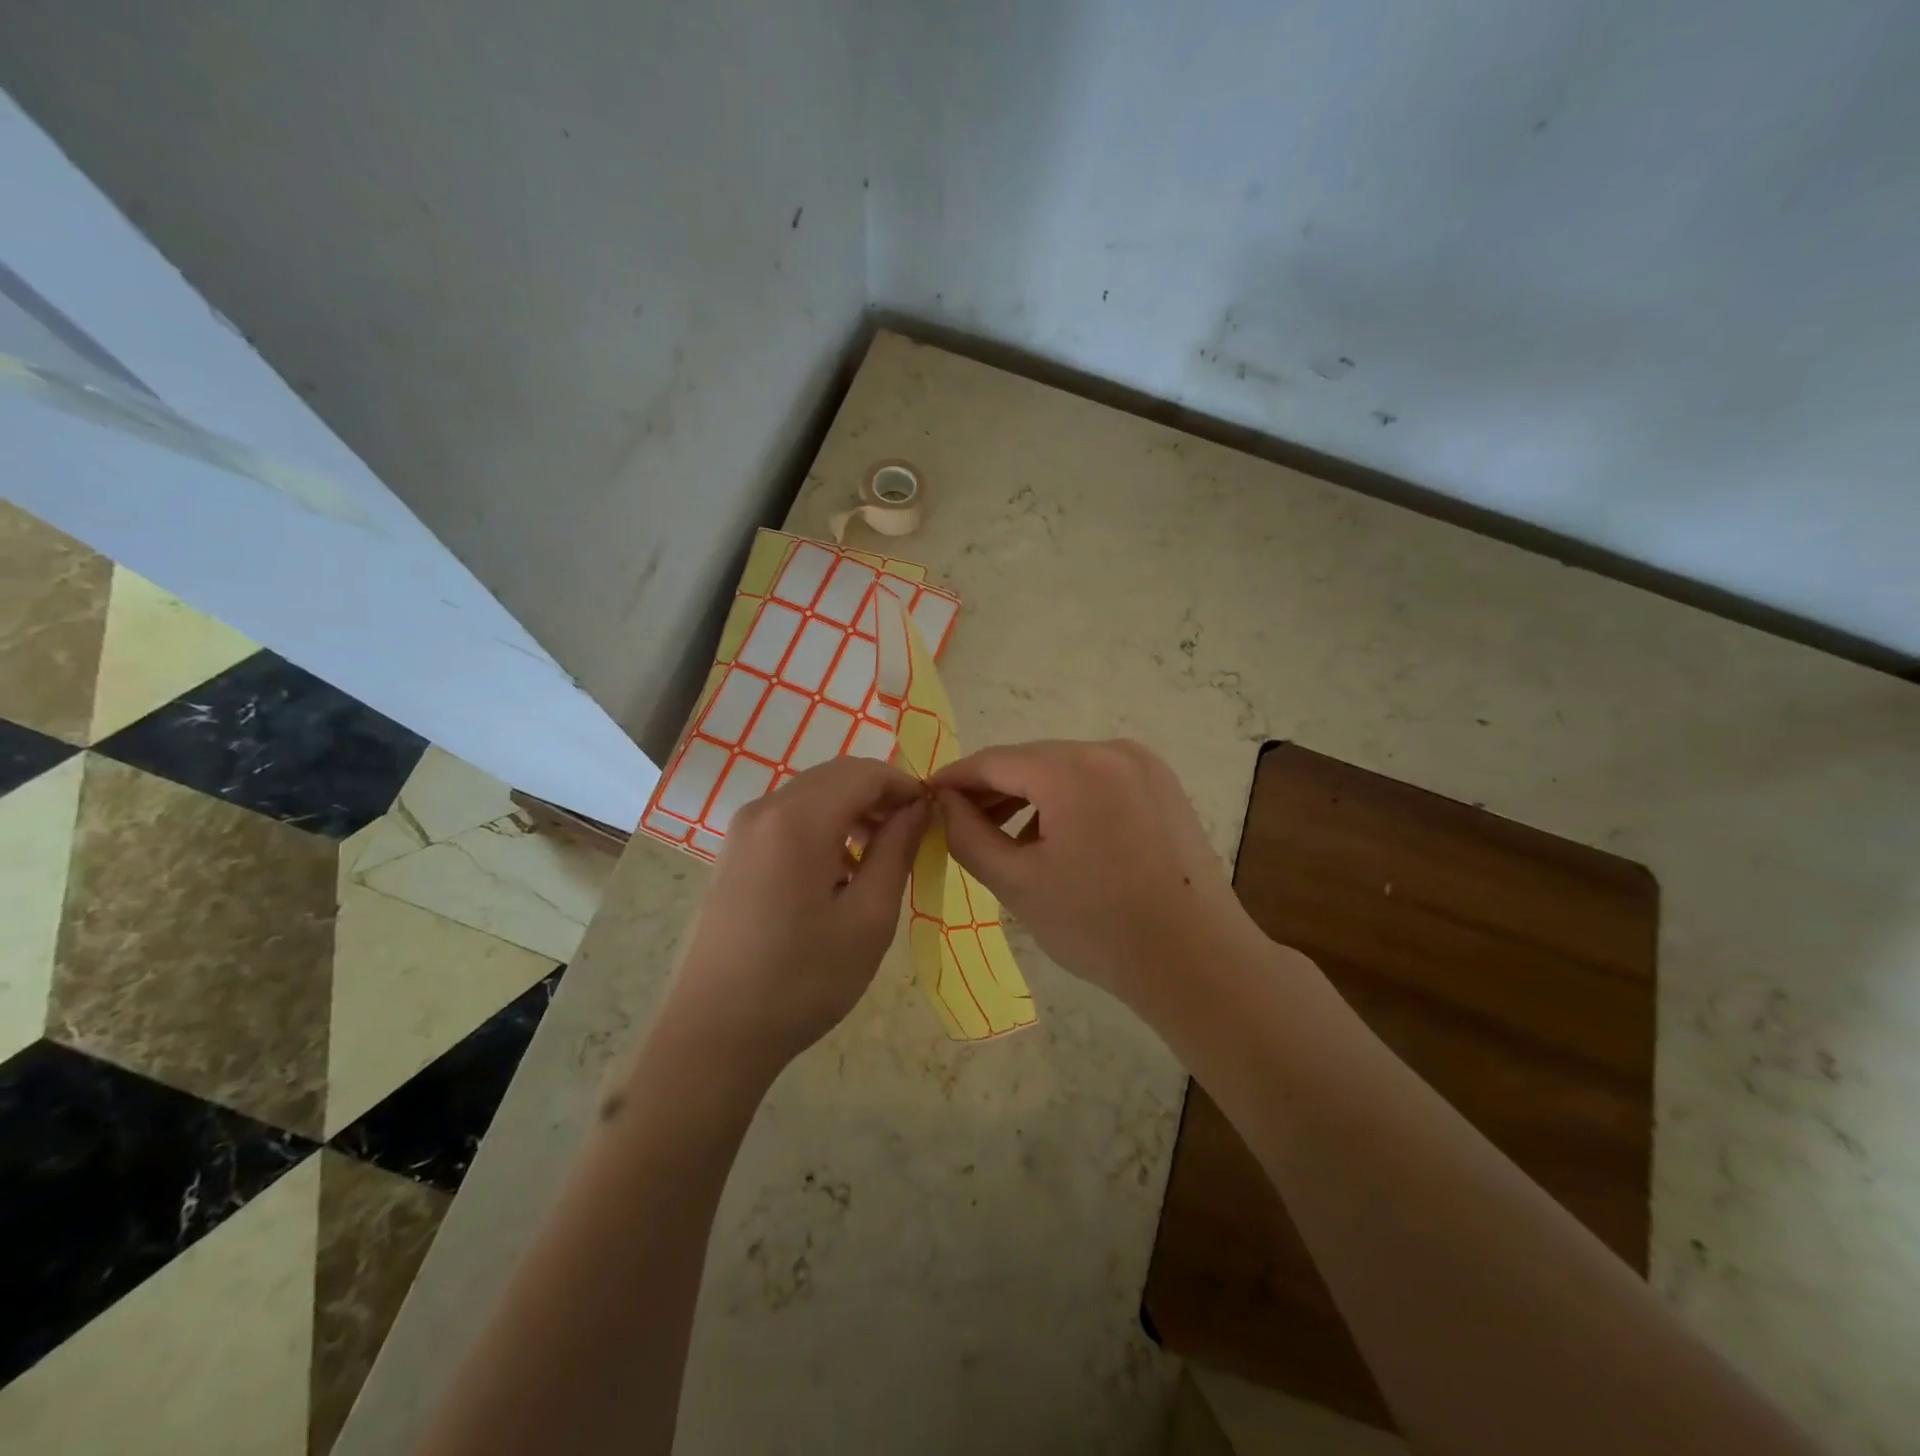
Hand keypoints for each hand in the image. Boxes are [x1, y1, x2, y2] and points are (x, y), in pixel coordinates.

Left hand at [666, 756, 928, 1076]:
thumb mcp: (869, 917)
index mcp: (798, 820)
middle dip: (879, 795)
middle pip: (835, 776)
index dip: (905, 786)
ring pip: (811, 795)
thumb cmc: (803, 979)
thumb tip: (919, 807)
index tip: (932, 816)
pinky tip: (837, 871)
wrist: (715, 1034)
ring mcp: (741, 831)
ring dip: (852, 811)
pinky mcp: (732, 854)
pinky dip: (823, 827)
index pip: (864, 773)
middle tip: (911, 836)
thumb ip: (897, 850)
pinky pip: (788, 818)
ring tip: (878, 857)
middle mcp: (765, 810)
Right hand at [931, 739, 1254, 1011]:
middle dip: (992, 790)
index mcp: (1072, 769)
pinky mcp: (1162, 785)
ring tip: (1004, 839)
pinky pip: (1097, 781)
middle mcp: (1110, 750)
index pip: (994, 761)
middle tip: (960, 825)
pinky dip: (1067, 801)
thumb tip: (943, 802)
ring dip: (1029, 797)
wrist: (1195, 959)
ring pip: (1065, 770)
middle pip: (1032, 761)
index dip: (955, 779)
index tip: (926, 798)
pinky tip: (1054, 840)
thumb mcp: (1016, 883)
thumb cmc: (1097, 926)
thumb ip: (966, 834)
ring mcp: (1142, 765)